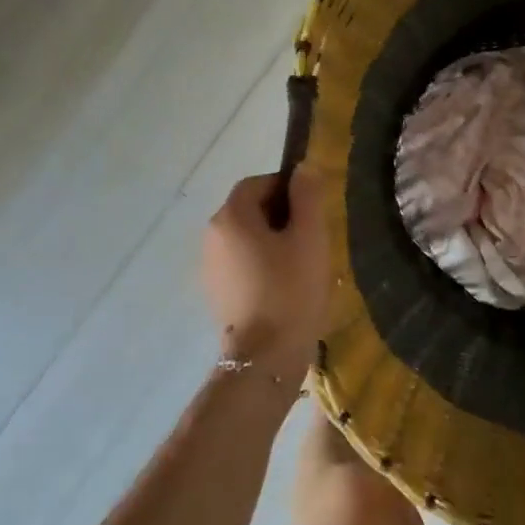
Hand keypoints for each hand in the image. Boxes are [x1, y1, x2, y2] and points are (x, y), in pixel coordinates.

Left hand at [202, 166, 329, 378]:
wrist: (266, 355)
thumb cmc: (291, 289)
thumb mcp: (310, 237)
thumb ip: (307, 197)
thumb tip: (302, 169)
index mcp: (231, 217)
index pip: (257, 183)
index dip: (287, 187)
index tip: (314, 207)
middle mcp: (212, 236)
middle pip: (249, 209)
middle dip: (282, 214)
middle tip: (314, 234)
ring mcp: (210, 266)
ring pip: (246, 237)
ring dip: (273, 239)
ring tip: (303, 261)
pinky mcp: (217, 291)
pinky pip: (242, 262)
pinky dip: (262, 262)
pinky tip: (286, 284)